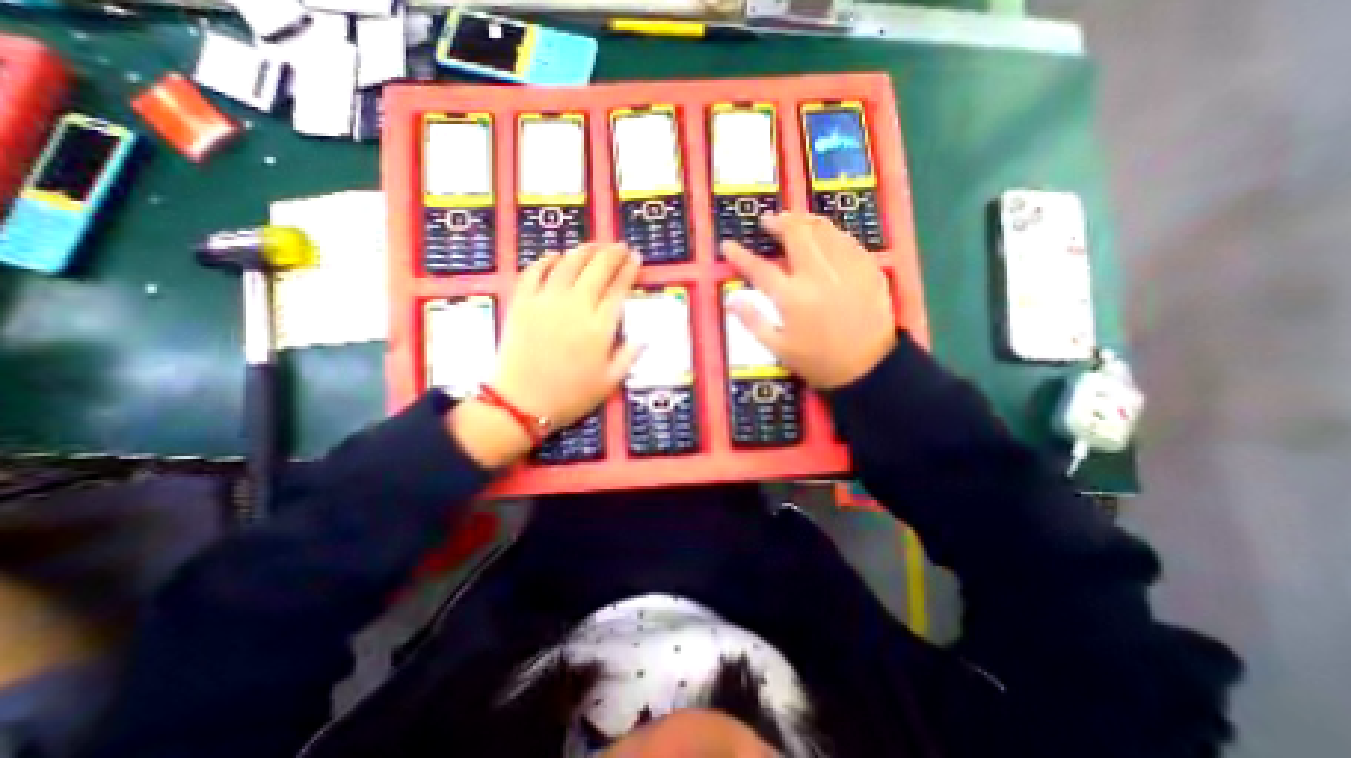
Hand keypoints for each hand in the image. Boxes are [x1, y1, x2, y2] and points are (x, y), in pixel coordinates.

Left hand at [446, 244, 638, 467]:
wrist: (522, 404)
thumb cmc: (570, 396)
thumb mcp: (609, 383)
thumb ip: (629, 357)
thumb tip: (644, 338)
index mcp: (600, 327)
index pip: (619, 288)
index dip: (629, 269)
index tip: (635, 256)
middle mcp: (576, 306)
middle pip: (597, 268)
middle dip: (612, 253)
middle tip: (619, 246)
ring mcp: (547, 301)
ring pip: (569, 263)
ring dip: (584, 250)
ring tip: (594, 245)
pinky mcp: (522, 302)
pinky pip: (535, 271)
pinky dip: (547, 259)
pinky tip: (556, 255)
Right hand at [718, 213, 893, 390]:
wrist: (868, 368)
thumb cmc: (817, 361)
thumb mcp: (778, 348)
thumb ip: (753, 321)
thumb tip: (731, 299)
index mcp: (793, 297)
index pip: (759, 269)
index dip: (740, 256)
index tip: (728, 245)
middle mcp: (818, 275)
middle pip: (796, 235)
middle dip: (779, 222)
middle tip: (768, 221)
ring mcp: (846, 269)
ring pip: (824, 231)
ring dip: (806, 222)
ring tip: (795, 222)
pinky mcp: (868, 269)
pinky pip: (848, 241)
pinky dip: (832, 234)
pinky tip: (827, 237)